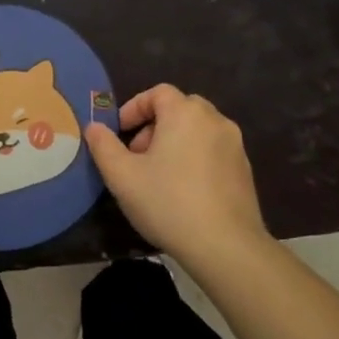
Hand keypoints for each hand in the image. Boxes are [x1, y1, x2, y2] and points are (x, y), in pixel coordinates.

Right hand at [84, 85, 270, 263]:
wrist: (225, 246)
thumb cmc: (168, 203)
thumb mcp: (122, 176)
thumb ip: (103, 146)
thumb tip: (93, 127)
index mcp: (185, 113)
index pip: (158, 93)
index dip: (134, 108)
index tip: (119, 133)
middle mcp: (214, 120)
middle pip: (180, 109)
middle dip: (154, 126)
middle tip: (137, 155)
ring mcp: (234, 145)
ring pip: (198, 130)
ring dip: (175, 142)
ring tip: (158, 175)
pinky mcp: (245, 169)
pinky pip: (213, 151)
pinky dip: (195, 158)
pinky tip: (184, 191)